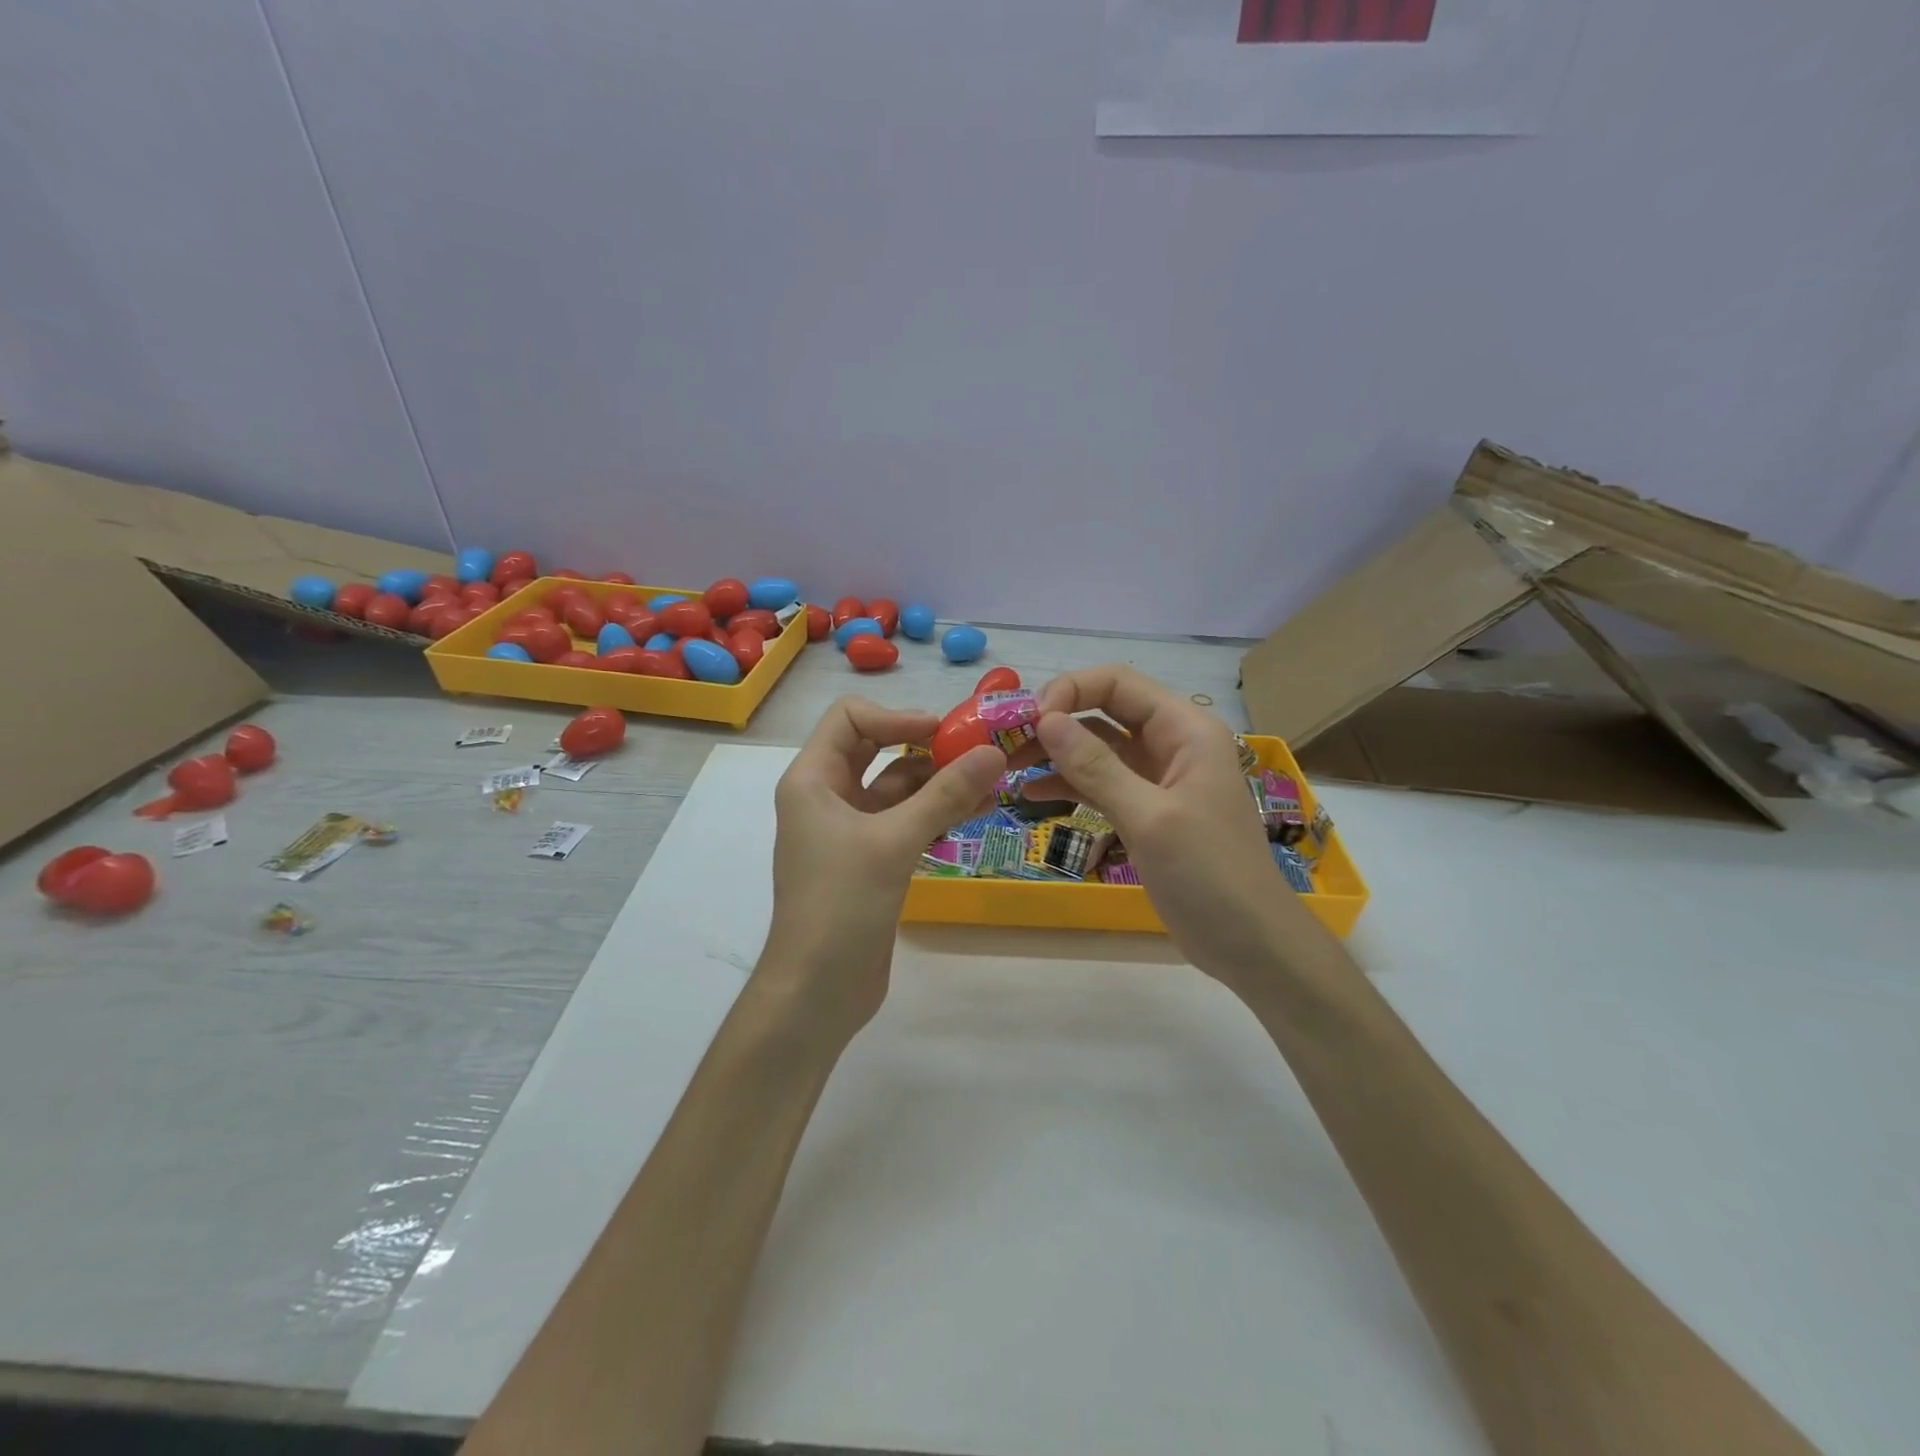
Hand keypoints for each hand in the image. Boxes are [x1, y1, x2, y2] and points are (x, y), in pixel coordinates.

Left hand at [758, 697, 1004, 1044]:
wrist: (817, 991)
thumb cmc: (841, 905)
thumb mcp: (894, 842)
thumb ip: (945, 795)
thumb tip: (994, 752)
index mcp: (812, 779)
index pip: (850, 718)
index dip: (896, 716)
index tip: (943, 732)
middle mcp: (827, 796)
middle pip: (877, 748)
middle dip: (925, 745)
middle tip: (977, 750)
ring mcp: (850, 829)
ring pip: (897, 787)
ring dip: (939, 781)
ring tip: (992, 781)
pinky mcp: (871, 859)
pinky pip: (906, 820)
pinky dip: (937, 812)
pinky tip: (978, 811)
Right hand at [1028, 665, 1320, 988]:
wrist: (1251, 945)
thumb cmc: (1209, 875)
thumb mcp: (1150, 818)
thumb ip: (1096, 767)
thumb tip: (1044, 720)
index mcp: (1185, 730)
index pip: (1118, 683)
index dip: (1070, 691)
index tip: (1029, 721)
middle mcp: (1171, 744)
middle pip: (1104, 711)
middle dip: (1055, 722)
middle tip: (1007, 744)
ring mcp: (1158, 779)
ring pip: (1098, 748)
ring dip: (1056, 753)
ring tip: (1009, 768)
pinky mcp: (1146, 811)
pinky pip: (1101, 784)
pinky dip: (1068, 785)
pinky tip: (1032, 793)